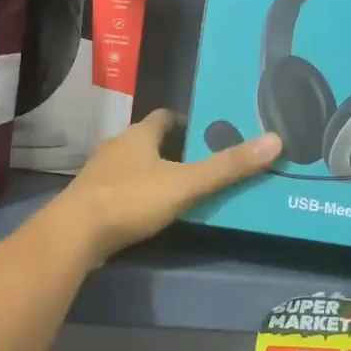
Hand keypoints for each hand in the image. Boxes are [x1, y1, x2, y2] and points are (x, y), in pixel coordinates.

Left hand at [50, 109, 280, 262]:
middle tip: (196, 162)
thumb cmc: (132, 198)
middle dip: (168, 149)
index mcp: (139, 135)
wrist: (76, 233)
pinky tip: (145, 211)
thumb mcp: (187, 183)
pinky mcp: (89, 200)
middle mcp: (115, 147)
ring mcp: (98, 174)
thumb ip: (228, 166)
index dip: (183, 122)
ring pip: (129, 165)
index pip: (164, 117)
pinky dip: (133, 195)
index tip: (204, 132)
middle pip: (146, 141)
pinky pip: (117, 190)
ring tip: (175, 188)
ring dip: (148, 172)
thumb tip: (275, 140)